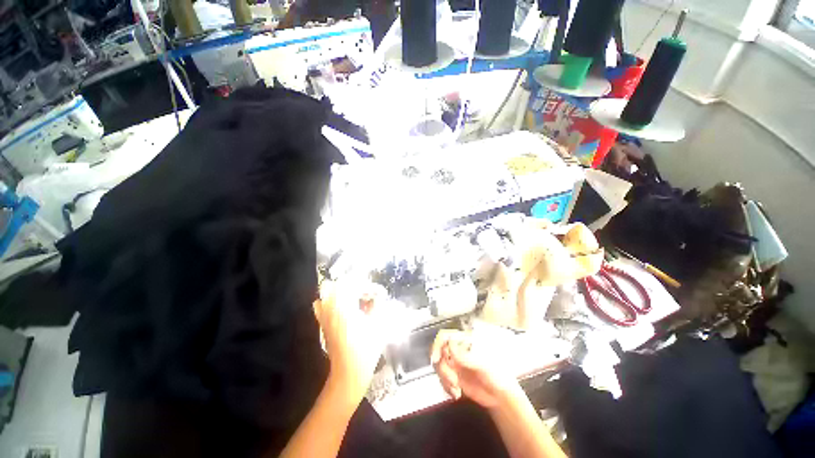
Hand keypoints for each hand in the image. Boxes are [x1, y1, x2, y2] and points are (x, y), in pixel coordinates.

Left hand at [314, 281, 392, 401]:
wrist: (349, 372)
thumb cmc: (366, 348)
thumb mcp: (378, 323)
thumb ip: (378, 304)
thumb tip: (378, 295)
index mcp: (344, 305)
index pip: (353, 283)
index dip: (367, 285)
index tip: (378, 293)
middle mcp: (330, 307)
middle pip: (334, 284)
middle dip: (351, 285)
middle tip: (364, 293)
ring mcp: (323, 316)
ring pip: (325, 293)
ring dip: (339, 292)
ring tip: (354, 300)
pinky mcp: (322, 324)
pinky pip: (321, 305)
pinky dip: (331, 302)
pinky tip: (344, 310)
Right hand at [430, 330, 517, 409]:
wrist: (501, 397)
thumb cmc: (497, 375)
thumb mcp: (482, 365)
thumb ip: (465, 356)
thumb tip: (450, 345)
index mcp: (465, 342)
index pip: (446, 336)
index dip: (438, 344)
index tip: (436, 359)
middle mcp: (457, 350)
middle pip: (438, 352)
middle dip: (442, 368)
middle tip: (452, 380)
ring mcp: (455, 364)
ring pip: (439, 367)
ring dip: (445, 379)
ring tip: (456, 389)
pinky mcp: (454, 376)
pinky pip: (442, 379)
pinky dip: (447, 388)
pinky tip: (457, 393)